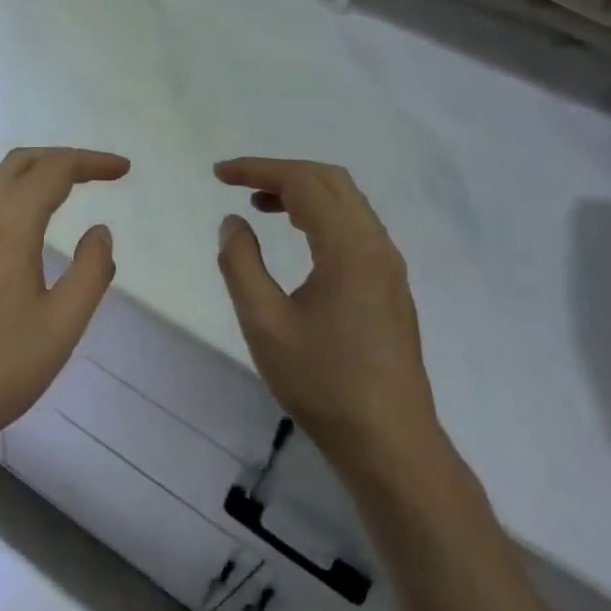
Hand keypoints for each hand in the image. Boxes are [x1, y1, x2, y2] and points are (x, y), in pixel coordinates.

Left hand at [0, 147, 129, 463]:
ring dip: (27, 169)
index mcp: (8, 226)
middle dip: (61, 159)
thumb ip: (90, 272)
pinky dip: (0, 185)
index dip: (90, 162)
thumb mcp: (62, 326)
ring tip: (56, 186)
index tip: (123, 169)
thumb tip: (100, 231)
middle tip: (97, 173)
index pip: (53, 171)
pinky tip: (12, 216)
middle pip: (19, 163)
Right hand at [216, 157, 441, 473]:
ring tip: (260, 206)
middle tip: (238, 185)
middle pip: (330, 181)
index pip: (303, 183)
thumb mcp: (264, 323)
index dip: (258, 170)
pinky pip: (355, 226)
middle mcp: (376, 245)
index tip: (220, 174)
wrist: (388, 440)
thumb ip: (241, 264)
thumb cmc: (322, 382)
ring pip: (347, 202)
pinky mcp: (390, 284)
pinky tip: (297, 236)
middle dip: (281, 173)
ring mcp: (389, 265)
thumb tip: (233, 222)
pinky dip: (321, 214)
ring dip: (303, 192)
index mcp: (349, 248)